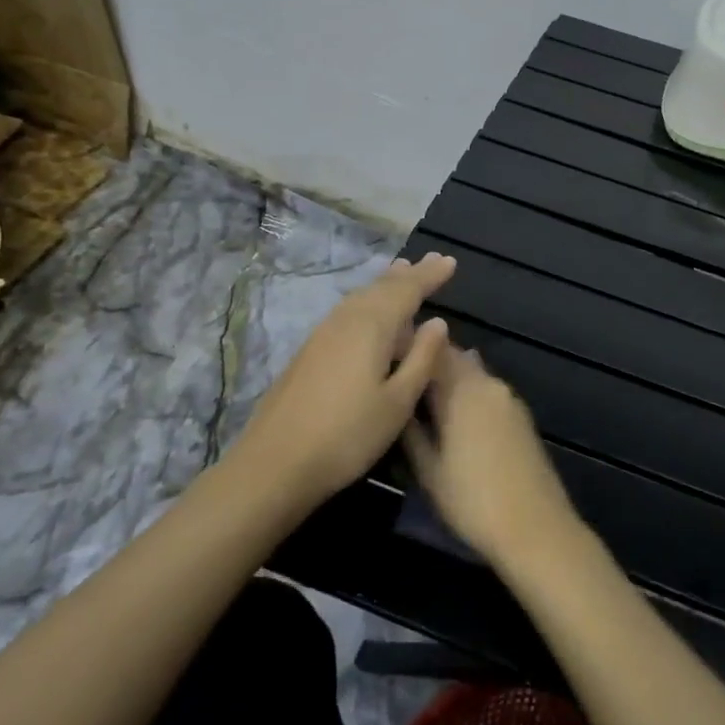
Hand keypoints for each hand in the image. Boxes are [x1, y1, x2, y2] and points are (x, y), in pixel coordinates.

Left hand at [237, 253, 455, 503]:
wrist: (275, 463)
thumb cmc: (347, 436)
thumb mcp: (397, 403)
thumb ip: (422, 359)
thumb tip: (437, 323)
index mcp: (371, 327)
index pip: (407, 290)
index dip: (430, 276)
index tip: (450, 261)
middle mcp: (346, 320)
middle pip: (381, 288)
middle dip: (409, 274)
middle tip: (431, 261)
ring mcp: (322, 334)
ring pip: (360, 297)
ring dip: (384, 284)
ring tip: (401, 272)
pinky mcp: (308, 351)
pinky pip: (347, 311)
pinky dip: (366, 301)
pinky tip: (367, 311)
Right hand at [403, 344, 581, 564]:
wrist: (536, 528)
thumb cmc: (472, 501)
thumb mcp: (429, 470)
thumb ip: (411, 429)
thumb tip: (399, 401)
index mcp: (462, 390)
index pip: (432, 352)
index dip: (409, 346)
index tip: (387, 353)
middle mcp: (487, 384)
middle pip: (454, 358)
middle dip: (429, 359)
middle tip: (401, 371)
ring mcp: (509, 398)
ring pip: (472, 372)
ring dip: (449, 374)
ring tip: (422, 391)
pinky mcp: (521, 415)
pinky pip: (487, 389)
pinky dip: (468, 390)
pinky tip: (454, 411)